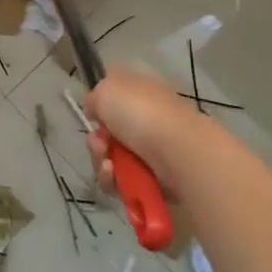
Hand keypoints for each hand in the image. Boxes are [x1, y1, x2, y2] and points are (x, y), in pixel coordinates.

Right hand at [84, 67, 213, 196]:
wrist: (178, 152)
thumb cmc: (142, 113)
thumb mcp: (107, 89)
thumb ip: (94, 97)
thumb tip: (95, 110)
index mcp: (141, 93)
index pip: (115, 98)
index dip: (99, 108)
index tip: (92, 115)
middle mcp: (148, 120)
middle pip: (109, 134)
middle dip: (97, 141)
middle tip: (100, 144)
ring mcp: (153, 151)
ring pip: (112, 159)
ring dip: (101, 162)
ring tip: (108, 165)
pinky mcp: (155, 180)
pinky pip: (122, 181)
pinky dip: (113, 180)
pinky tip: (114, 175)